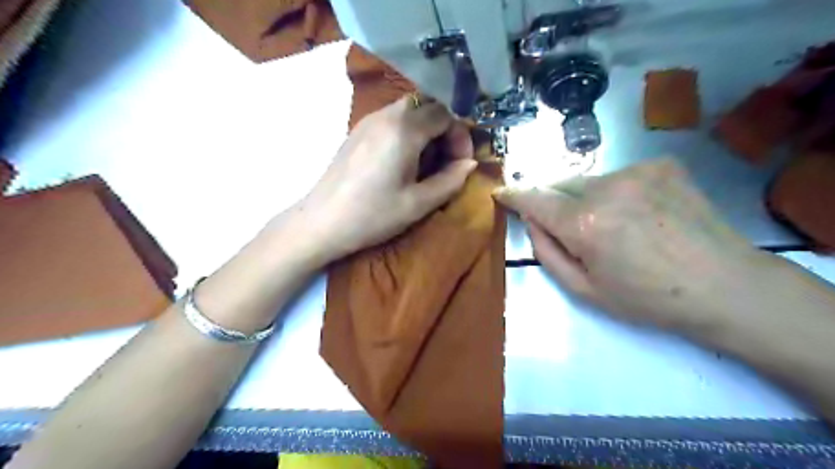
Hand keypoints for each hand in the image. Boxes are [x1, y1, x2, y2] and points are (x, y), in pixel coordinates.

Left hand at [288, 98, 472, 265]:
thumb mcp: (418, 203)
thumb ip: (450, 180)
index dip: (461, 136)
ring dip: (427, 131)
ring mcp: (368, 120)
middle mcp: (386, 115)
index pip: (446, 114)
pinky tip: (403, 161)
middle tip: (447, 161)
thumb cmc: (373, 215)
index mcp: (404, 129)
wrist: (322, 222)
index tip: (461, 163)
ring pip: (410, 110)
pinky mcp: (357, 131)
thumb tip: (470, 164)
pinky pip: (392, 119)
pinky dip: (408, 132)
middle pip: (428, 106)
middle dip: (445, 130)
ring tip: (427, 163)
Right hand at [494, 160, 760, 331]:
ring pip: (590, 180)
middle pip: (559, 184)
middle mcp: (606, 187)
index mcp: (584, 223)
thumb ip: (546, 251)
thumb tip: (531, 220)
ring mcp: (637, 171)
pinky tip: (641, 214)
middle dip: (554, 202)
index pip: (533, 198)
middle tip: (571, 228)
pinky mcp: (662, 165)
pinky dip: (617, 192)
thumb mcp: (584, 289)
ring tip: (615, 226)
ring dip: (587, 198)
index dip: (513, 195)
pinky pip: (620, 176)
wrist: (725, 286)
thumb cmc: (647, 298)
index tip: (500, 193)